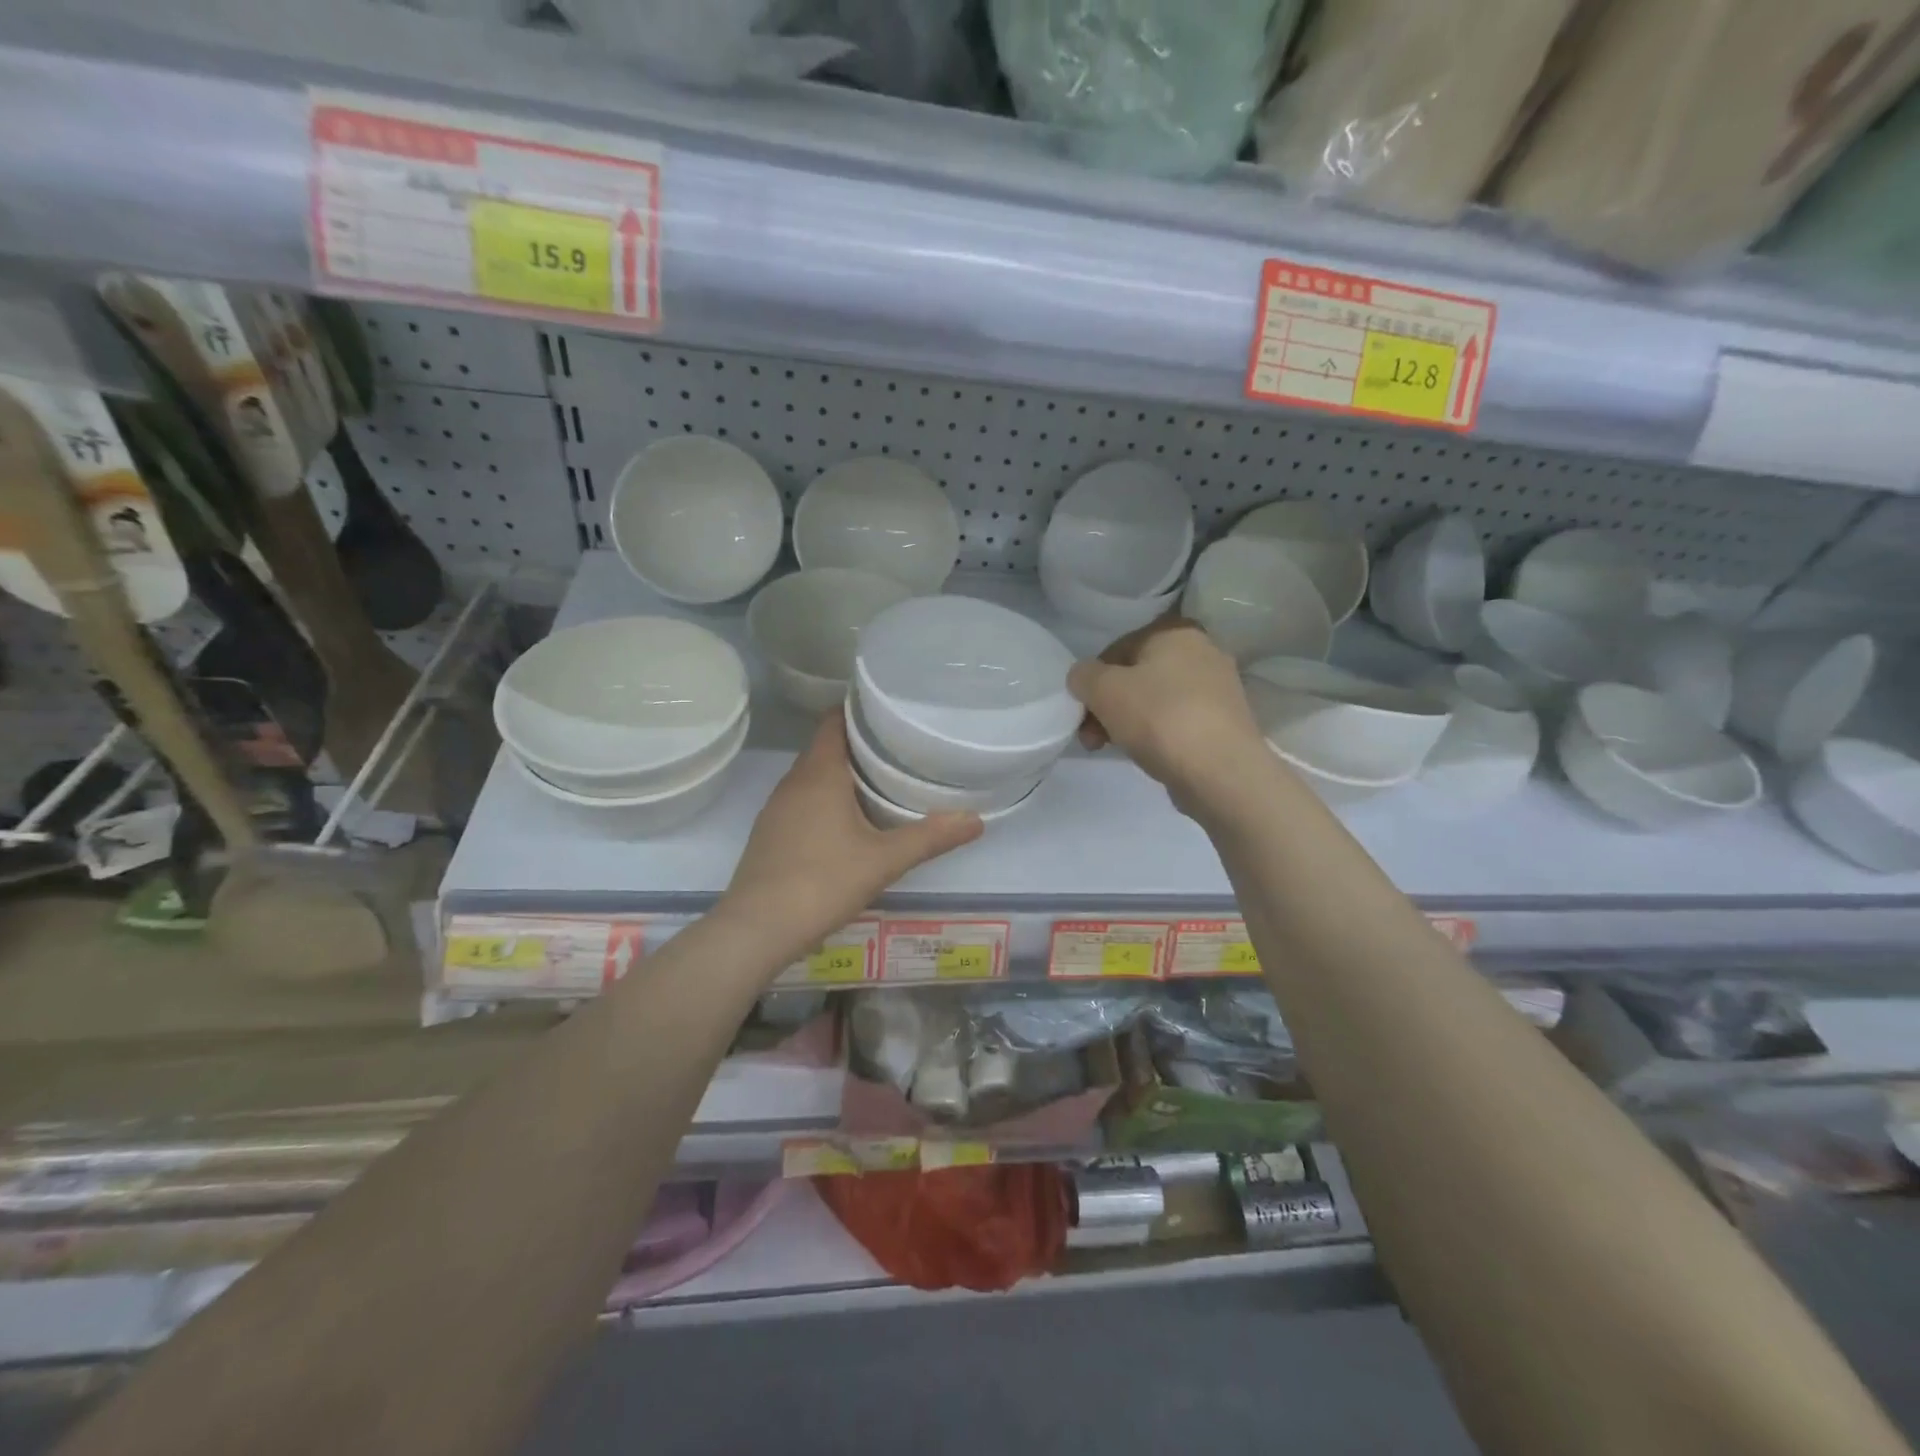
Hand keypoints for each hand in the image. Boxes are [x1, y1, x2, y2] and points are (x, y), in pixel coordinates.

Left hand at [719, 712, 982, 966]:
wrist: (758, 928)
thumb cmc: (823, 882)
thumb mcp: (885, 860)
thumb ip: (931, 837)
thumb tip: (977, 819)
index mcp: (820, 773)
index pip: (834, 721)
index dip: (860, 711)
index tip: (891, 712)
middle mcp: (793, 781)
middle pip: (826, 747)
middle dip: (859, 744)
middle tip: (899, 748)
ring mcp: (777, 808)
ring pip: (812, 776)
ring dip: (841, 773)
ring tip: (880, 781)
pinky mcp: (770, 832)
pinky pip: (802, 800)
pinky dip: (825, 798)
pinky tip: (847, 821)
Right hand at [1069, 616, 1270, 811]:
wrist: (1220, 772)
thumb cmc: (1159, 718)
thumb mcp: (1103, 690)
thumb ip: (1083, 675)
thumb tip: (1084, 677)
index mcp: (1177, 631)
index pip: (1118, 648)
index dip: (1093, 680)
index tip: (1083, 712)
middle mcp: (1204, 651)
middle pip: (1137, 676)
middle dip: (1108, 706)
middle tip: (1092, 738)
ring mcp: (1219, 689)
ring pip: (1157, 700)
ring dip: (1128, 722)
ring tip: (1114, 750)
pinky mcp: (1225, 722)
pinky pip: (1178, 721)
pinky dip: (1157, 735)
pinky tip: (1148, 756)